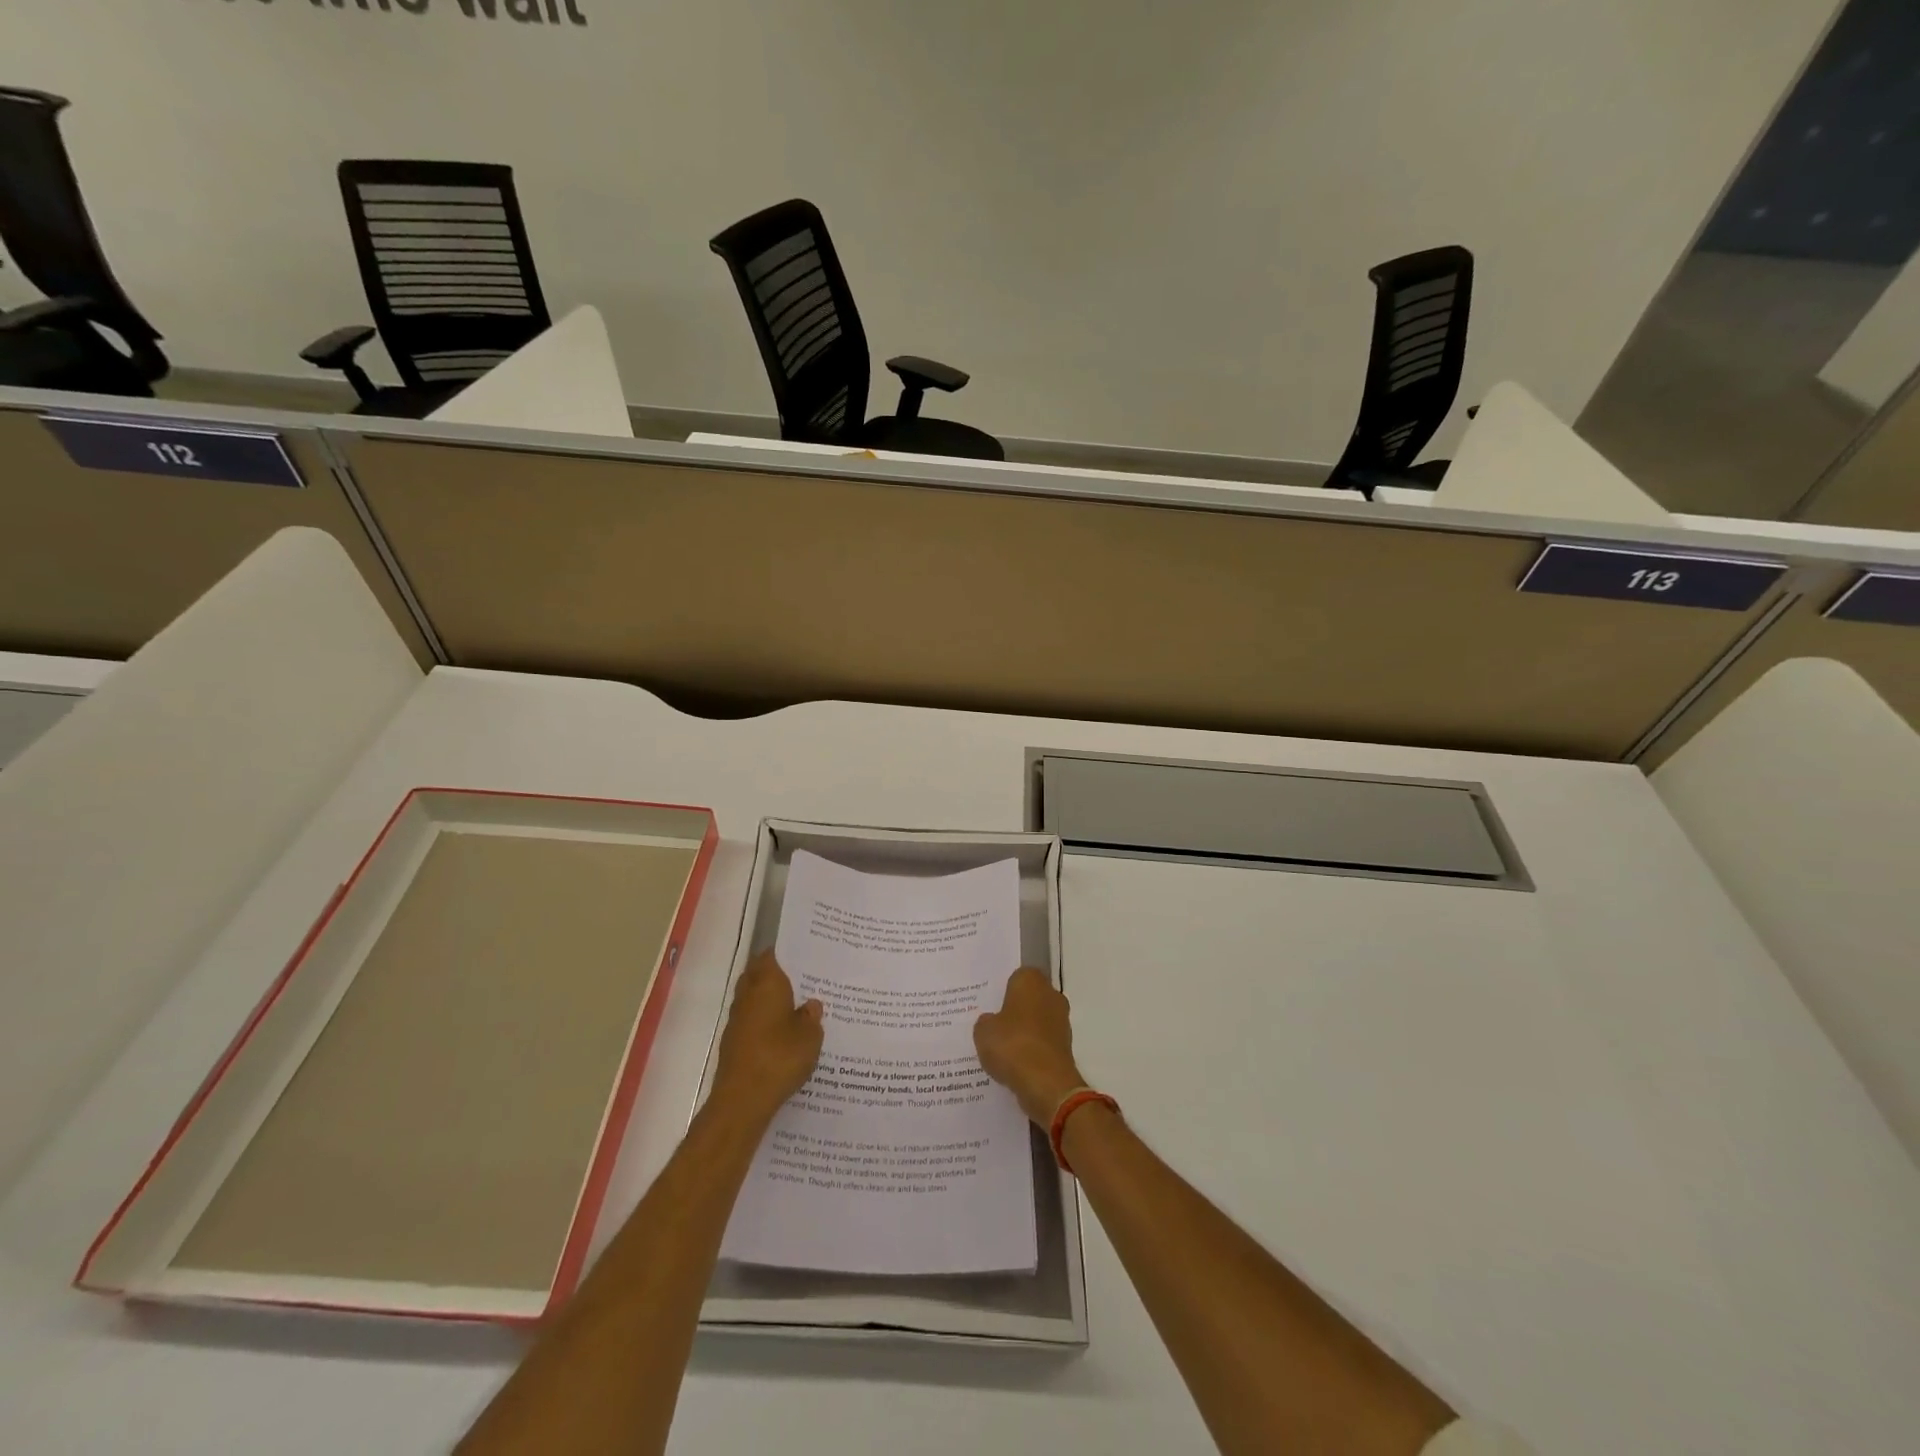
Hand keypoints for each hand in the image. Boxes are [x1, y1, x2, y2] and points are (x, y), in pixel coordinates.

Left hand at [710, 952, 823, 1126]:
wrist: (742, 1100)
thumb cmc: (780, 1057)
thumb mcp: (810, 1036)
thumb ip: (811, 1017)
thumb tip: (811, 1005)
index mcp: (766, 983)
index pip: (771, 956)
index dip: (785, 954)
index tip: (802, 955)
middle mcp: (748, 995)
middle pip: (758, 975)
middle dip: (776, 975)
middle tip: (802, 979)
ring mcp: (737, 1020)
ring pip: (753, 999)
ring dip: (769, 1000)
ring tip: (795, 1008)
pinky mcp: (732, 1043)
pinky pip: (751, 1022)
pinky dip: (763, 1022)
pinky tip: (781, 1035)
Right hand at [974, 968, 1086, 1126]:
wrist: (1046, 1084)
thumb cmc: (1012, 1045)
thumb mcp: (983, 1031)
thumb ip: (986, 1021)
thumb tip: (992, 1022)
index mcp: (1031, 981)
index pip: (1016, 976)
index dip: (1003, 990)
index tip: (989, 1003)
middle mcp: (1051, 995)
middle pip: (1029, 998)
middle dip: (1014, 1010)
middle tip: (992, 1024)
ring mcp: (1061, 1021)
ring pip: (1036, 1021)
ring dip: (1023, 1032)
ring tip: (1000, 1048)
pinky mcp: (1065, 1047)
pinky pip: (1042, 1043)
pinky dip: (1031, 1050)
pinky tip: (1014, 1063)